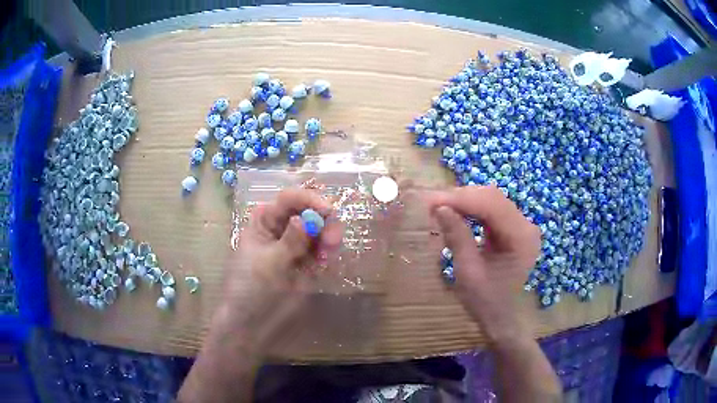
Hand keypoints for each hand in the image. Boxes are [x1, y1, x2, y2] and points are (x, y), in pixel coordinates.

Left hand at [215, 188, 342, 356]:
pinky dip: (328, 254)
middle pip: (311, 211)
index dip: (311, 200)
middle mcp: (282, 227)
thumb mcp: (269, 264)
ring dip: (329, 238)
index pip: (291, 199)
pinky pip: (323, 250)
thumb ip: (290, 242)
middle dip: (325, 222)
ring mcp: (296, 245)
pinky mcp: (306, 263)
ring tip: (328, 257)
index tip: (329, 212)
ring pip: (321, 230)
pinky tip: (326, 264)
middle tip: (333, 242)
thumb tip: (307, 219)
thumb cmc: (250, 290)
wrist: (251, 323)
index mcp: (265, 220)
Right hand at [428, 185, 540, 343]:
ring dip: (464, 202)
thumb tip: (439, 207)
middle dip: (461, 198)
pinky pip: (491, 210)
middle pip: (492, 198)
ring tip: (439, 207)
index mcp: (521, 237)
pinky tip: (455, 213)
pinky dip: (471, 209)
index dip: (461, 199)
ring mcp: (521, 226)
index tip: (431, 201)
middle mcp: (526, 226)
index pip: (491, 205)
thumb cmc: (485, 301)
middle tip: (431, 204)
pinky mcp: (514, 228)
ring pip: (491, 200)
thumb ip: (457, 237)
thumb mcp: (468, 272)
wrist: (500, 317)